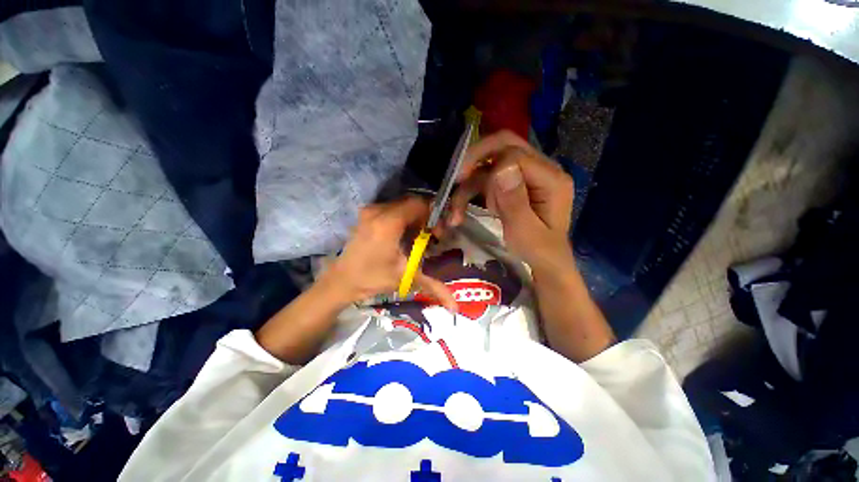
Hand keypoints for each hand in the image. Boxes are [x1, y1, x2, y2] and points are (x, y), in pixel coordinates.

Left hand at [320, 197, 456, 310]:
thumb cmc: (373, 279)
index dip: (433, 215)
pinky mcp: (366, 213)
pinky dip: (404, 217)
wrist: (342, 280)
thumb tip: (457, 308)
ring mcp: (370, 210)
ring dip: (415, 217)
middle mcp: (378, 211)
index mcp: (388, 223)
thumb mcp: (405, 278)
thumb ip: (434, 287)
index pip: (419, 204)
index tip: (437, 232)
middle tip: (431, 235)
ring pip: (403, 204)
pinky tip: (404, 235)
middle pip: (412, 203)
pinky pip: (392, 208)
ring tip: (418, 237)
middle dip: (425, 216)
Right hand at [448, 131, 575, 274]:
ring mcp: (526, 175)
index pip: (515, 155)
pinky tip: (461, 211)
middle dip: (476, 158)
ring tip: (456, 213)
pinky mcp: (513, 184)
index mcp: (551, 179)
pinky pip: (487, 178)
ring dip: (469, 185)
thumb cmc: (538, 251)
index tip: (463, 183)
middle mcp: (541, 169)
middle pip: (504, 145)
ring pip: (490, 164)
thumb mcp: (526, 233)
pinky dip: (472, 192)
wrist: (544, 260)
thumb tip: (502, 167)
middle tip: (456, 177)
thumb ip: (515, 202)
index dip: (487, 166)